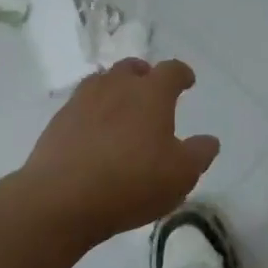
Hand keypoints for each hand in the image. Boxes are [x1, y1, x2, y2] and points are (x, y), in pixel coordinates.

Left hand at [23, 59, 220, 244]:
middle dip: (145, 75)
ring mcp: (82, 101)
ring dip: (115, 89)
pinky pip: (80, 105)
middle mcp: (116, 87)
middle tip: (151, 92)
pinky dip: (92, 112)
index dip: (182, 74)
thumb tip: (209, 140)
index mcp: (151, 93)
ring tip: (121, 109)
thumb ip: (199, 154)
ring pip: (102, 82)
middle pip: (132, 68)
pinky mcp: (58, 122)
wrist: (60, 200)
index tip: (187, 82)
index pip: (171, 70)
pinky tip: (94, 134)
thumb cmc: (131, 182)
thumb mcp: (180, 175)